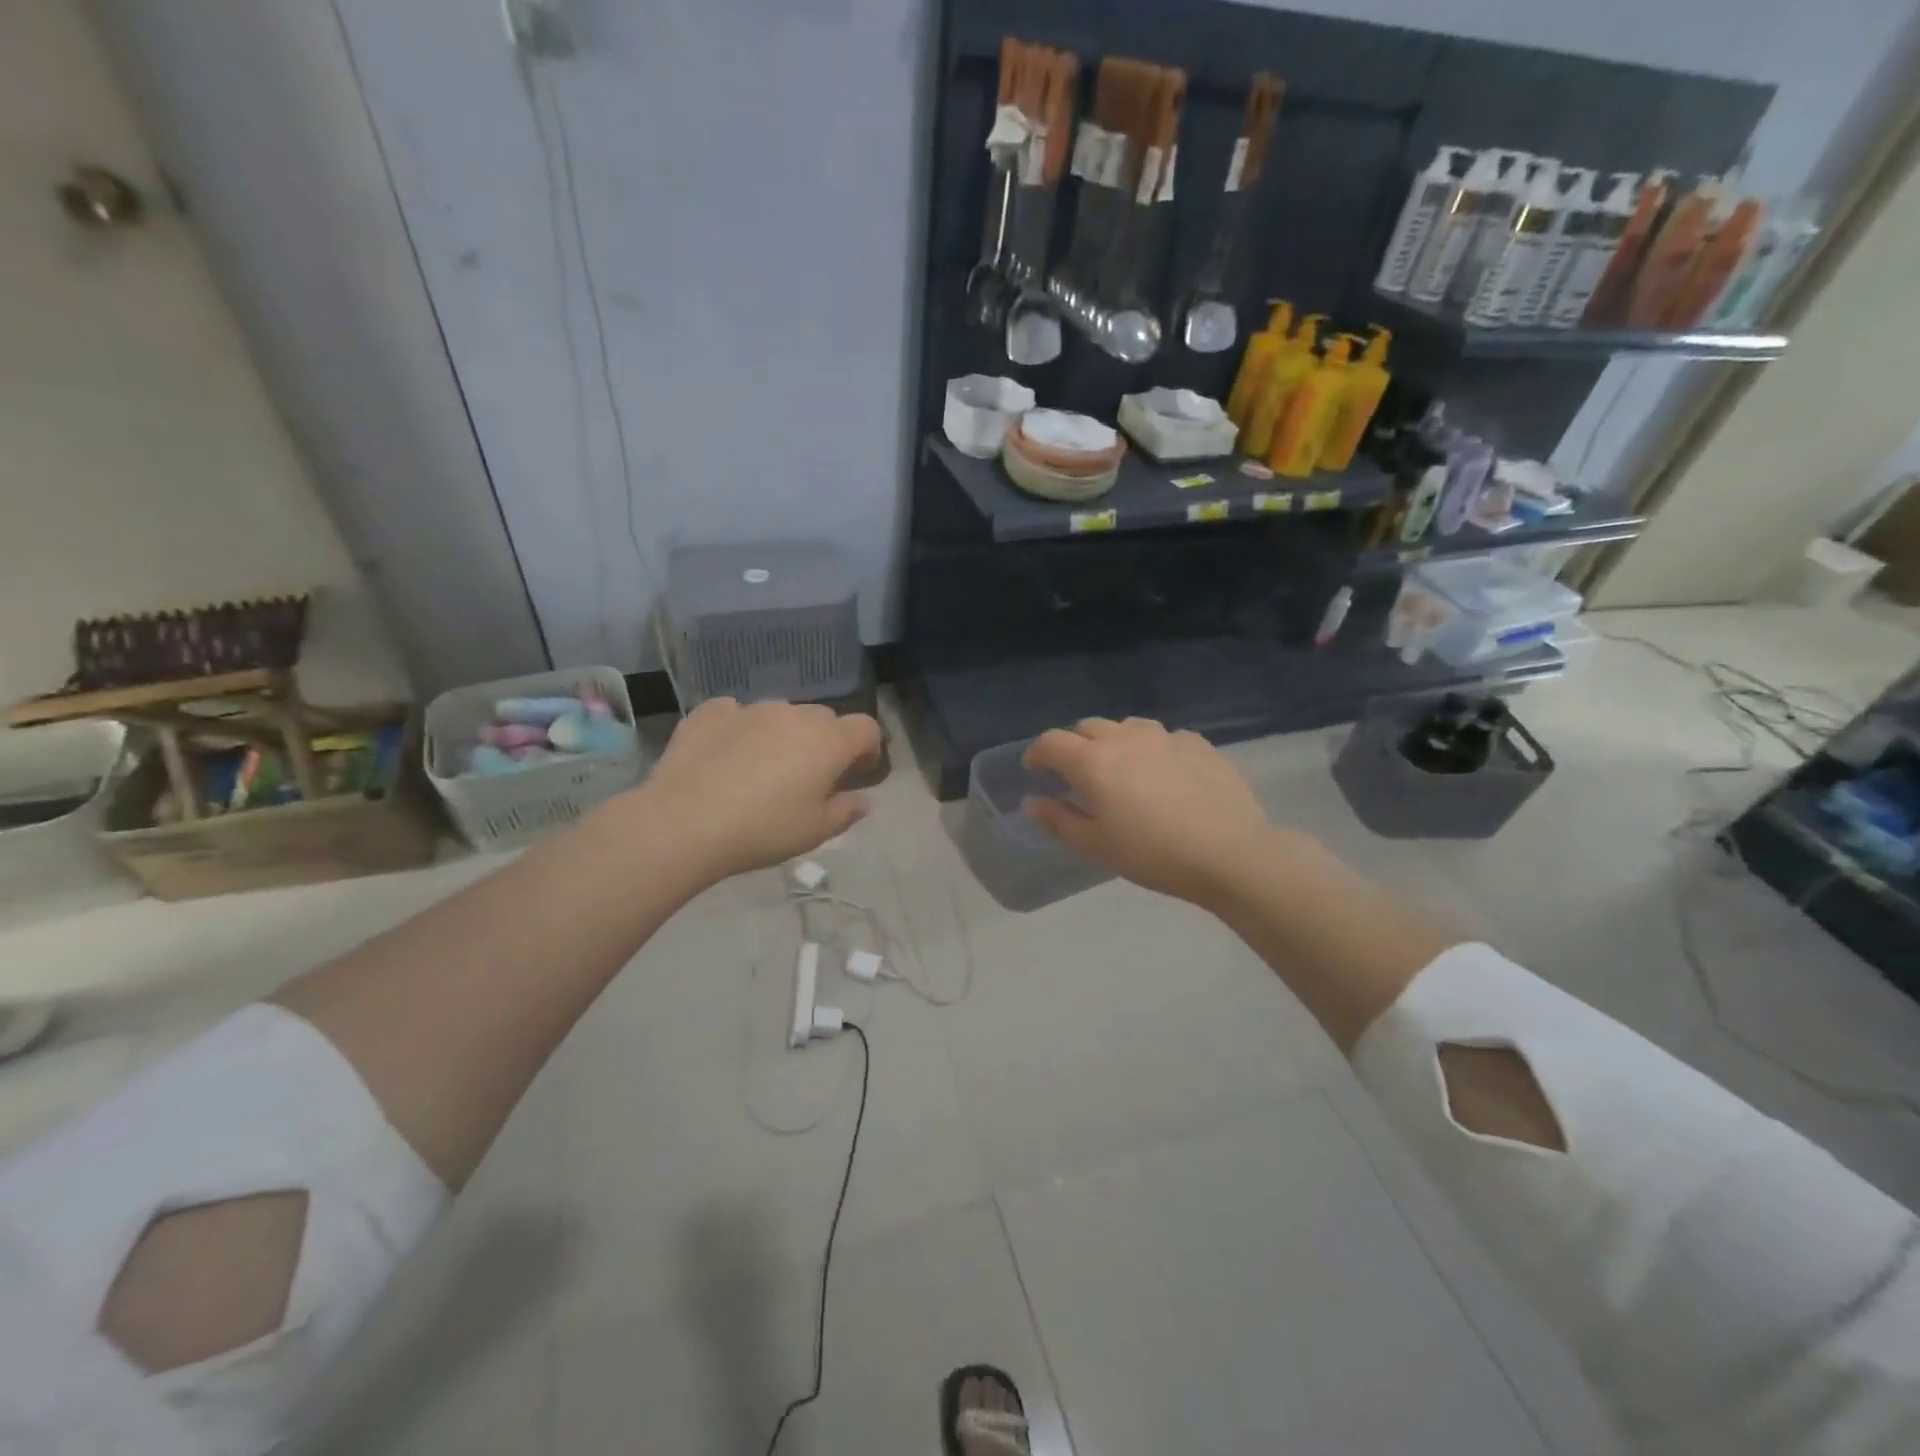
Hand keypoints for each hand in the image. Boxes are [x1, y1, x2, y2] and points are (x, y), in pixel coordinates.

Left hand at [640, 698, 881, 881]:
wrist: (684, 822)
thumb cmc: (763, 830)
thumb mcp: (815, 832)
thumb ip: (846, 811)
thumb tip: (862, 800)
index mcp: (828, 741)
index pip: (866, 727)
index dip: (869, 747)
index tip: (858, 772)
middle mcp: (793, 714)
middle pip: (823, 718)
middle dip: (825, 741)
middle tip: (810, 776)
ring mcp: (750, 709)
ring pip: (780, 713)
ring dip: (783, 734)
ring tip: (763, 768)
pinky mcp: (710, 713)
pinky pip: (736, 712)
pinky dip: (740, 728)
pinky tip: (727, 753)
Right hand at [1022, 717, 1279, 906]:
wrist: (1231, 854)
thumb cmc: (1153, 855)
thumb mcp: (1096, 846)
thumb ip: (1059, 820)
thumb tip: (1032, 802)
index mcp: (1093, 761)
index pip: (1051, 742)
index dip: (1037, 753)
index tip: (1034, 769)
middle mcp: (1125, 738)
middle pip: (1087, 727)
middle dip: (1074, 745)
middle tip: (1077, 773)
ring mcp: (1165, 736)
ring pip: (1127, 727)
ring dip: (1114, 742)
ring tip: (1122, 769)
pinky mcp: (1198, 743)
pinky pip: (1164, 738)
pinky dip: (1152, 750)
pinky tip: (1164, 775)